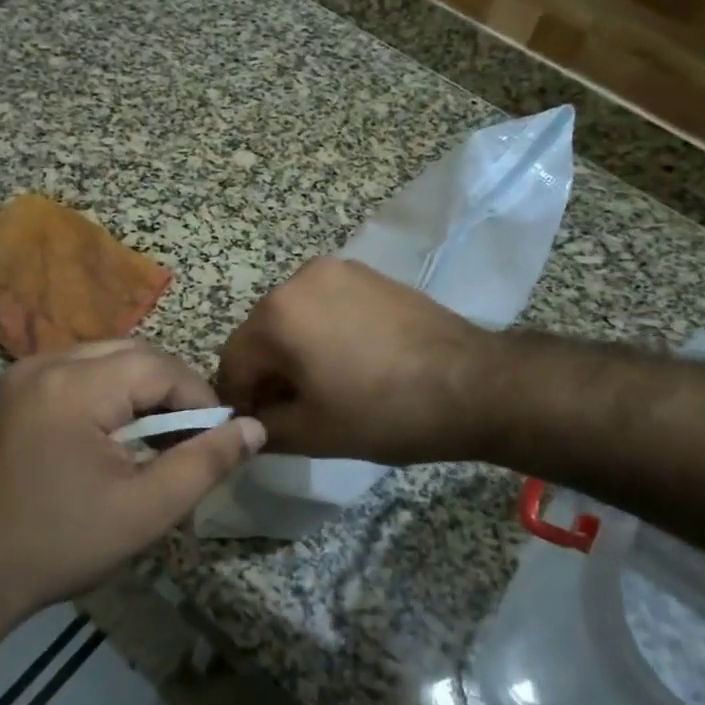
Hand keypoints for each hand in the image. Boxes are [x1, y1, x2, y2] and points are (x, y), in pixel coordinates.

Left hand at [0, 341, 264, 612]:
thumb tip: (254, 428)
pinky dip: (110, 391)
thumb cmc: (64, 544)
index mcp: (74, 386)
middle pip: (133, 354)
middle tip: (190, 437)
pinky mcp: (16, 388)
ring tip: (159, 436)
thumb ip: (205, 462)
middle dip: (171, 390)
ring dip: (142, 389)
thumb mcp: (146, 509)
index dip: (198, 397)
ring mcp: (26, 372)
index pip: (159, 367)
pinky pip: (81, 370)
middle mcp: (46, 363)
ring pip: (108, 358)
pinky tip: (117, 431)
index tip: (217, 436)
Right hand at [216, 258, 492, 463]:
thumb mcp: (312, 433)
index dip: (238, 400)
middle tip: (291, 412)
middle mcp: (299, 279)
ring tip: (326, 387)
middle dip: (268, 374)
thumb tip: (246, 426)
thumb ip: (264, 429)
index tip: (256, 428)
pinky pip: (326, 305)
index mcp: (276, 314)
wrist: (471, 384)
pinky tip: (351, 363)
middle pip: (263, 334)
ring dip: (296, 352)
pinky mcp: (368, 275)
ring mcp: (338, 270)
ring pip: (295, 318)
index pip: (233, 361)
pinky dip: (324, 332)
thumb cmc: (382, 412)